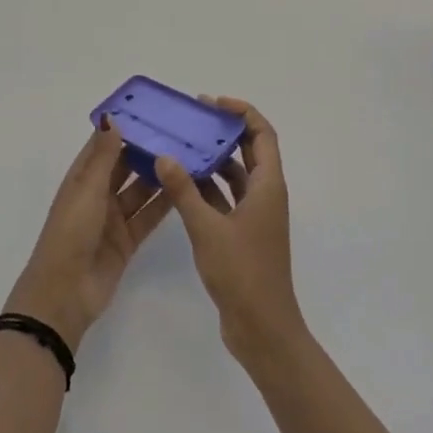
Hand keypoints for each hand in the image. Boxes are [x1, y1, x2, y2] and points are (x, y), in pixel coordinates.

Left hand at [4, 121, 172, 353]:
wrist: (66, 292)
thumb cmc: (71, 233)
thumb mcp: (87, 190)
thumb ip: (103, 156)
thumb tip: (112, 118)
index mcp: (81, 179)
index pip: (103, 146)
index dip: (123, 129)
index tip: (151, 111)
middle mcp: (97, 194)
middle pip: (124, 166)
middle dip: (146, 151)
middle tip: (178, 132)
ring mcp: (113, 218)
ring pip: (140, 190)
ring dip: (158, 176)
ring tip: (188, 156)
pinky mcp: (128, 240)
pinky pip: (148, 216)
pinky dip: (164, 203)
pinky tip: (185, 188)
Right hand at [156, 97, 307, 371]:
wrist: (262, 330)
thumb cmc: (242, 273)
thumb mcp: (208, 229)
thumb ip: (185, 191)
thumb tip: (164, 155)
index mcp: (268, 186)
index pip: (263, 134)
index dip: (242, 112)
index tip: (212, 103)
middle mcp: (265, 195)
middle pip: (249, 151)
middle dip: (224, 131)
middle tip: (191, 118)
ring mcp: (254, 216)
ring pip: (234, 176)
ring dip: (212, 160)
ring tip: (180, 145)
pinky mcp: (242, 235)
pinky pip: (224, 199)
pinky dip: (206, 188)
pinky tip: (179, 182)